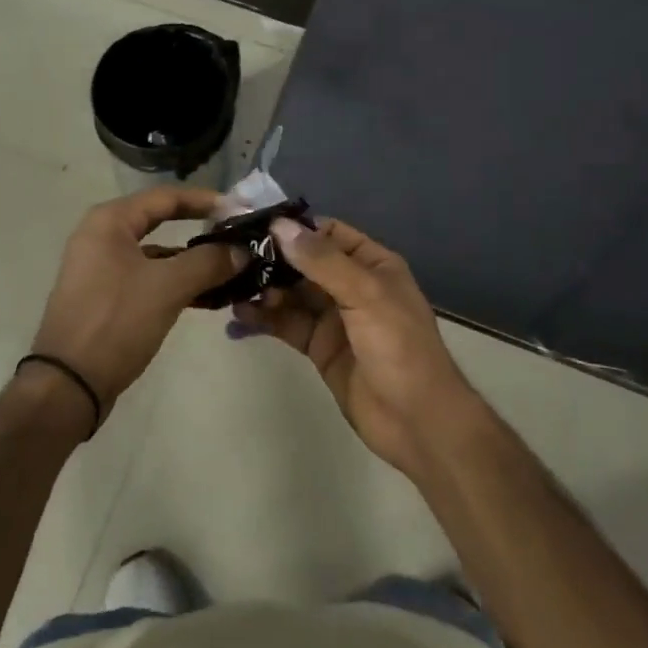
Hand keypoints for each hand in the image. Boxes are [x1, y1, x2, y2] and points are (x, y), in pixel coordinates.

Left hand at [29, 187, 241, 425]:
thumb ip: (208, 262)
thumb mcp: (168, 287)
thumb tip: (242, 251)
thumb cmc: (116, 321)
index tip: (239, 209)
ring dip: (192, 261)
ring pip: (156, 254)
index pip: (166, 197)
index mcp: (110, 221)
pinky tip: (206, 297)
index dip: (206, 201)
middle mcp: (102, 236)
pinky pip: (147, 278)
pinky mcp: (105, 297)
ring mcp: (101, 268)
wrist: (67, 385)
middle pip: (161, 222)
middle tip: (237, 236)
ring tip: (231, 270)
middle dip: (201, 230)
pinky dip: (175, 283)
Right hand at [232, 216, 483, 475]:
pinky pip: (288, 324)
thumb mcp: (365, 294)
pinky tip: (239, 314)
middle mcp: (351, 285)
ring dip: (264, 288)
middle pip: (305, 263)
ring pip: (292, 294)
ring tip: (230, 284)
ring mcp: (334, 318)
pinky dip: (265, 318)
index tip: (254, 225)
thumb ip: (322, 261)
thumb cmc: (399, 347)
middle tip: (231, 255)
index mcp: (372, 264)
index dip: (295, 227)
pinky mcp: (319, 348)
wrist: (417, 422)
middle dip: (272, 258)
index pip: (328, 233)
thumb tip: (280, 226)